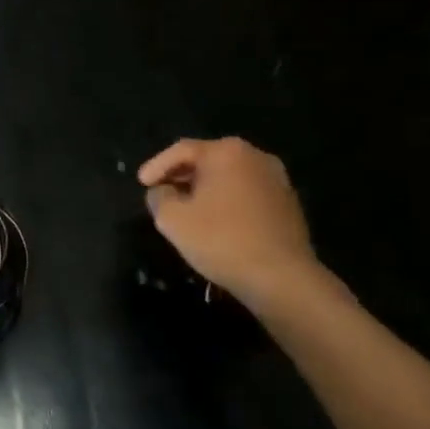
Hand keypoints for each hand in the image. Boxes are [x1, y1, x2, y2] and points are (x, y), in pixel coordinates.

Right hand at [138, 138, 327, 314]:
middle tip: (162, 194)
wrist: (282, 277)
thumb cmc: (222, 240)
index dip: (157, 166)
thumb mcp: (172, 219)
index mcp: (226, 151)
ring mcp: (277, 178)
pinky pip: (247, 193)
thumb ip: (159, 197)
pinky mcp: (288, 202)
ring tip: (188, 209)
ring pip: (229, 177)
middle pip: (207, 160)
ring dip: (206, 190)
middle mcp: (255, 156)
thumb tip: (162, 191)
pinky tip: (217, 222)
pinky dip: (227, 202)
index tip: (141, 183)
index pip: (181, 150)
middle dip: (181, 176)